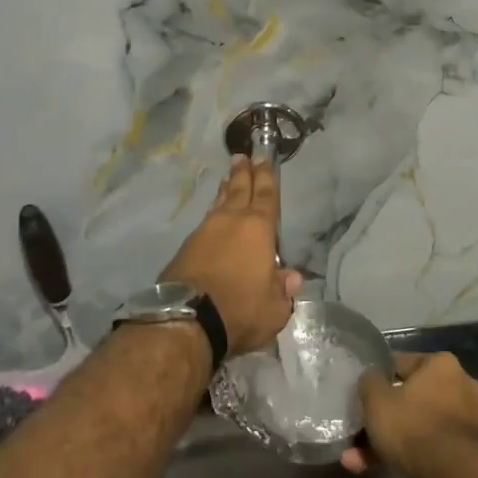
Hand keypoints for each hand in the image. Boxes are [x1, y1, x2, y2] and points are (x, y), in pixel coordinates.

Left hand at [160, 155, 299, 355]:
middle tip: (243, 157)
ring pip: (219, 202)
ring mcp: (205, 232)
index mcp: (259, 229)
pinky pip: (205, 220)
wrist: (187, 320)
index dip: (266, 177)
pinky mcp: (186, 247)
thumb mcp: (273, 308)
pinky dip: (212, 213)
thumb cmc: (240, 309)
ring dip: (225, 189)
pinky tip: (212, 216)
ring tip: (228, 178)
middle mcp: (231, 221)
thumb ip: (282, 290)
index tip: (263, 159)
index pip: (266, 195)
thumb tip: (292, 278)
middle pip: (239, 190)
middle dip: (243, 173)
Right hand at [342, 351, 477, 477]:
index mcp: (441, 364)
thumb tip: (371, 378)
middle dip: (381, 418)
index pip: (401, 363)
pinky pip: (426, 443)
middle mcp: (458, 385)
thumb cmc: (411, 426)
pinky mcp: (463, 449)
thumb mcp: (377, 399)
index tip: (361, 394)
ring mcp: (464, 419)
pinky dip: (403, 453)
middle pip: (408, 398)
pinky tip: (371, 468)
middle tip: (358, 431)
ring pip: (415, 424)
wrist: (450, 477)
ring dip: (386, 440)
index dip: (378, 379)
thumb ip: (369, 382)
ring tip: (355, 459)